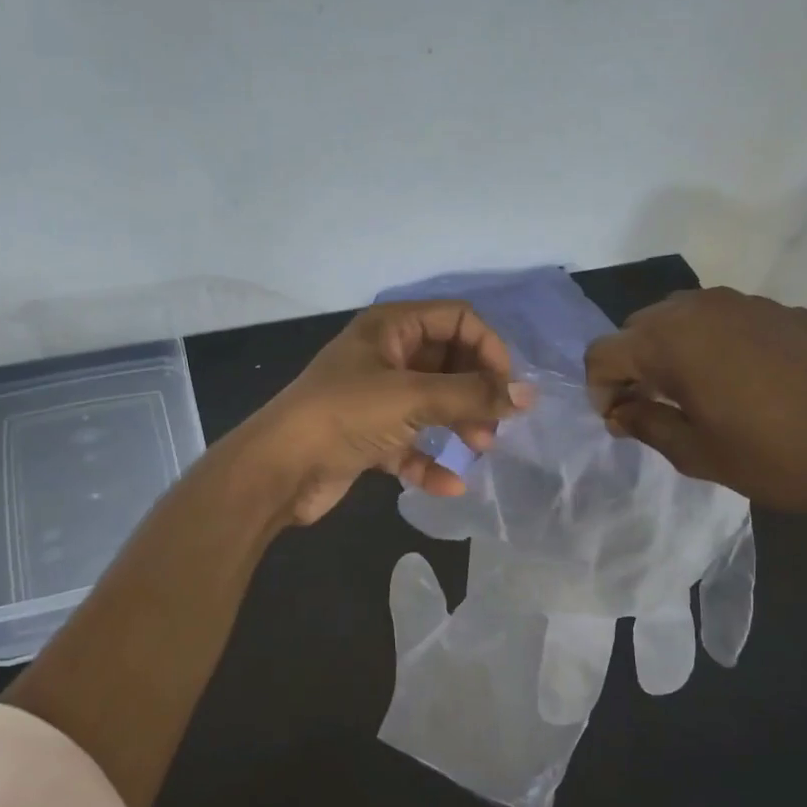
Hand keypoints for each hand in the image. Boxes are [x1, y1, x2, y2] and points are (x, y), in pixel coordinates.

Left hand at [245, 300, 532, 524]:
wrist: (277, 470)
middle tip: (495, 423)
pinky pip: (411, 443)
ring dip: (459, 425)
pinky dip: (430, 461)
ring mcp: (376, 398)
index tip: (506, 388)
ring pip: (433, 404)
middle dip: (476, 391)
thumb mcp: (411, 398)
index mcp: (391, 328)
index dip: (488, 348)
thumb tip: (529, 396)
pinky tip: (450, 486)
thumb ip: (471, 395)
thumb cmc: (344, 416)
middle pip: (449, 362)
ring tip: (481, 449)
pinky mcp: (369, 437)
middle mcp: (385, 356)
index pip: (458, 320)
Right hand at [584, 288, 806, 521]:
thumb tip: (620, 411)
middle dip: (633, 365)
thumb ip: (645, 424)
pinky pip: (730, 319)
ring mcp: (750, 304)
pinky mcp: (787, 312)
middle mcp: (703, 308)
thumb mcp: (697, 454)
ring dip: (673, 350)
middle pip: (640, 326)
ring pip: (684, 316)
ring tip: (696, 392)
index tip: (620, 420)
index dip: (599, 388)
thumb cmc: (776, 459)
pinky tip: (747, 382)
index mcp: (673, 341)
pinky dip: (716, 343)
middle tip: (653, 407)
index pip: (604, 351)